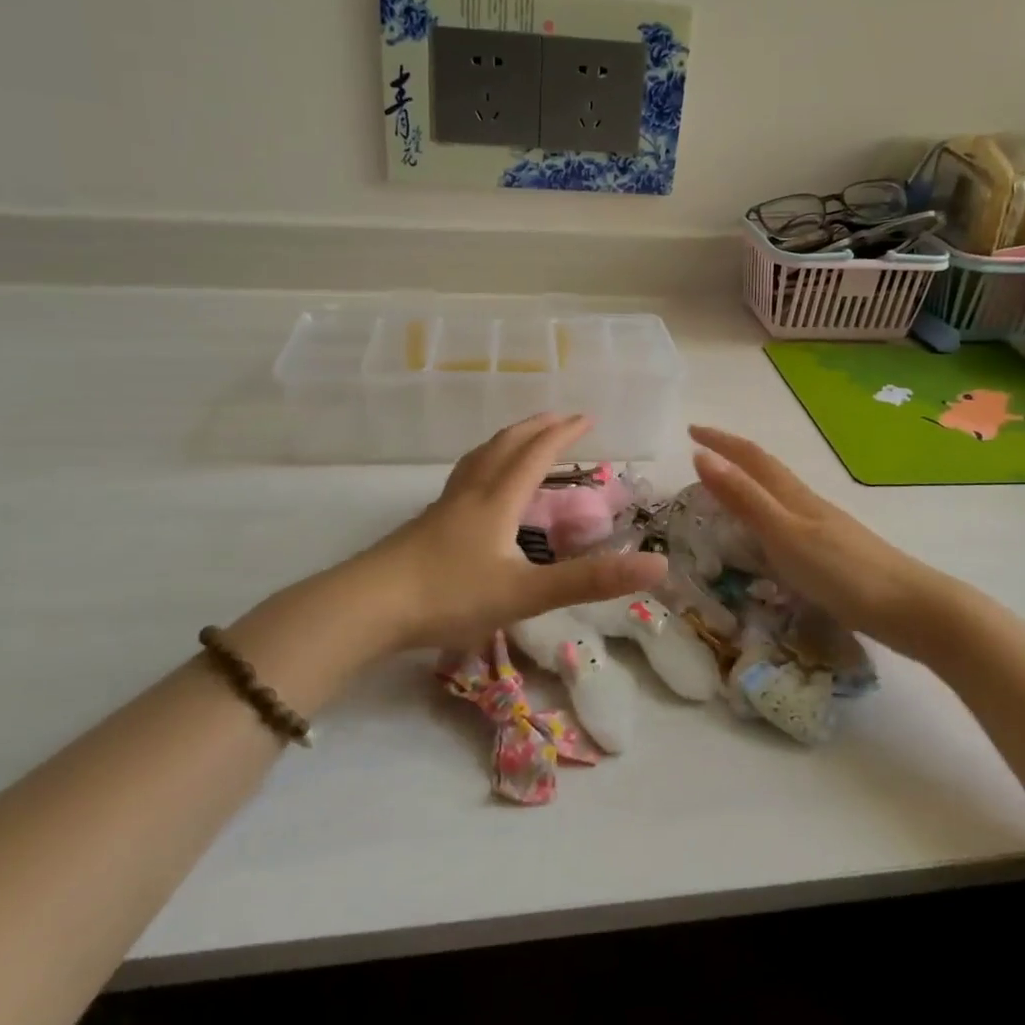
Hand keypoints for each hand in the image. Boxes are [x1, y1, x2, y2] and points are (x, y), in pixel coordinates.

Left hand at [366, 413, 666, 651]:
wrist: (367, 607)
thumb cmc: (449, 596)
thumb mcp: (526, 592)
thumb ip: (590, 580)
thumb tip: (657, 565)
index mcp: (498, 501)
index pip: (536, 454)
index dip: (563, 434)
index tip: (587, 417)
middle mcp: (472, 494)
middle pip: (505, 446)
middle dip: (536, 428)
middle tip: (559, 418)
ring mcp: (443, 508)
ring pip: (479, 460)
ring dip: (506, 441)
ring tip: (520, 439)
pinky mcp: (424, 526)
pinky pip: (463, 480)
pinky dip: (482, 466)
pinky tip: (476, 489)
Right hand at [689, 425, 960, 659]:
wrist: (911, 608)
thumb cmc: (843, 572)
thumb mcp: (784, 535)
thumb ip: (744, 499)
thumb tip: (701, 457)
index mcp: (793, 496)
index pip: (751, 458)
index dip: (721, 441)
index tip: (691, 430)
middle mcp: (808, 504)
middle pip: (766, 470)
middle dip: (733, 457)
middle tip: (702, 455)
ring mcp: (824, 528)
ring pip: (779, 494)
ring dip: (750, 484)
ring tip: (726, 489)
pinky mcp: (834, 553)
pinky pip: (789, 521)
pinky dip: (767, 515)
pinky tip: (769, 536)